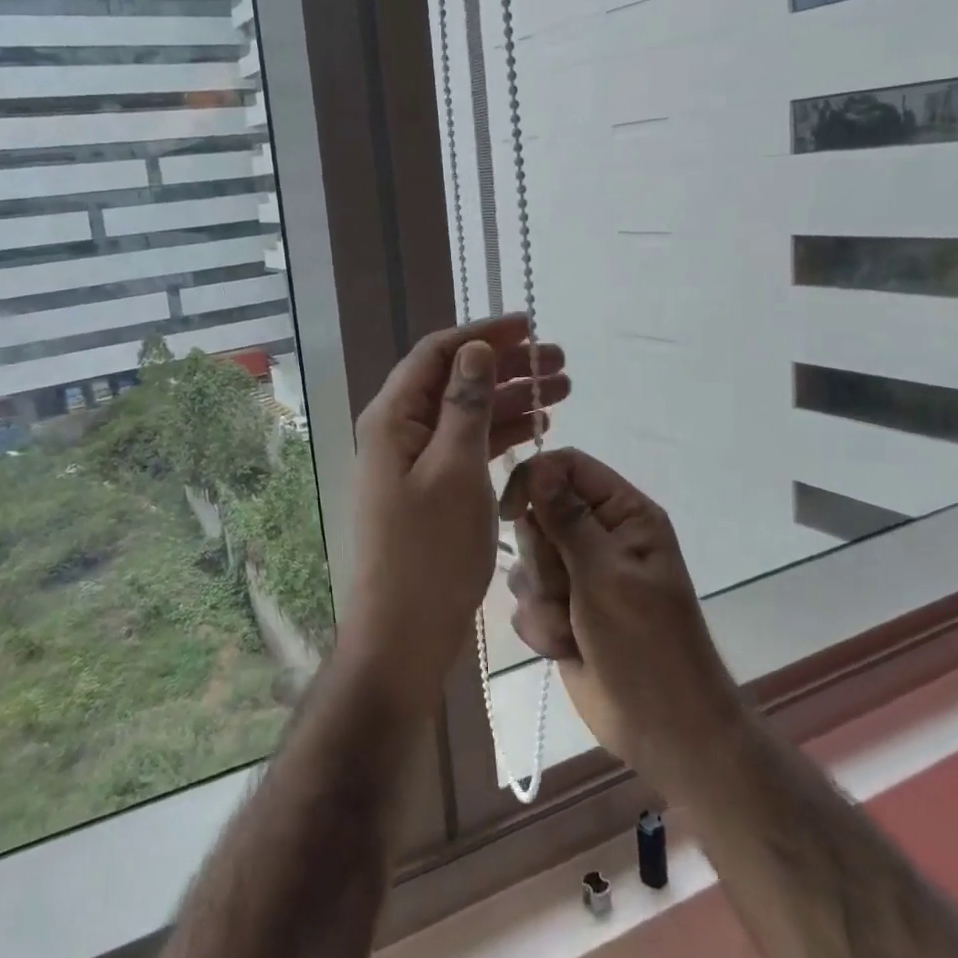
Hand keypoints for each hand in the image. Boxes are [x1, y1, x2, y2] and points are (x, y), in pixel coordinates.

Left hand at [337, 314, 570, 719]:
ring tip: (564, 390)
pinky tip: (540, 428)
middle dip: (506, 366)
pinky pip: (469, 445)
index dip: (484, 333)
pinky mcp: (432, 487)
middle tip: (560, 362)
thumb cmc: (429, 551)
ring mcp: (415, 461)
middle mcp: (400, 431)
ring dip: (512, 399)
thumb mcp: (454, 470)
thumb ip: (466, 406)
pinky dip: (502, 433)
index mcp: (394, 418)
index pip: (439, 353)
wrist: (404, 633)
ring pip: (468, 413)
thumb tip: (474, 348)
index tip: (530, 324)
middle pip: (456, 380)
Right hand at [501, 448, 737, 800]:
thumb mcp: (606, 575)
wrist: (662, 730)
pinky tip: (566, 647)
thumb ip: (567, 518)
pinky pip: (525, 598)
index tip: (510, 512)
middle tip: (566, 588)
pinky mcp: (561, 610)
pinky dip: (541, 625)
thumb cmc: (645, 645)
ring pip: (526, 560)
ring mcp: (578, 575)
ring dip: (541, 598)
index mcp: (624, 515)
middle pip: (539, 514)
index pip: (567, 467)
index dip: (534, 480)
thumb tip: (538, 467)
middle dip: (542, 557)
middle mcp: (599, 537)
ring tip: (571, 627)